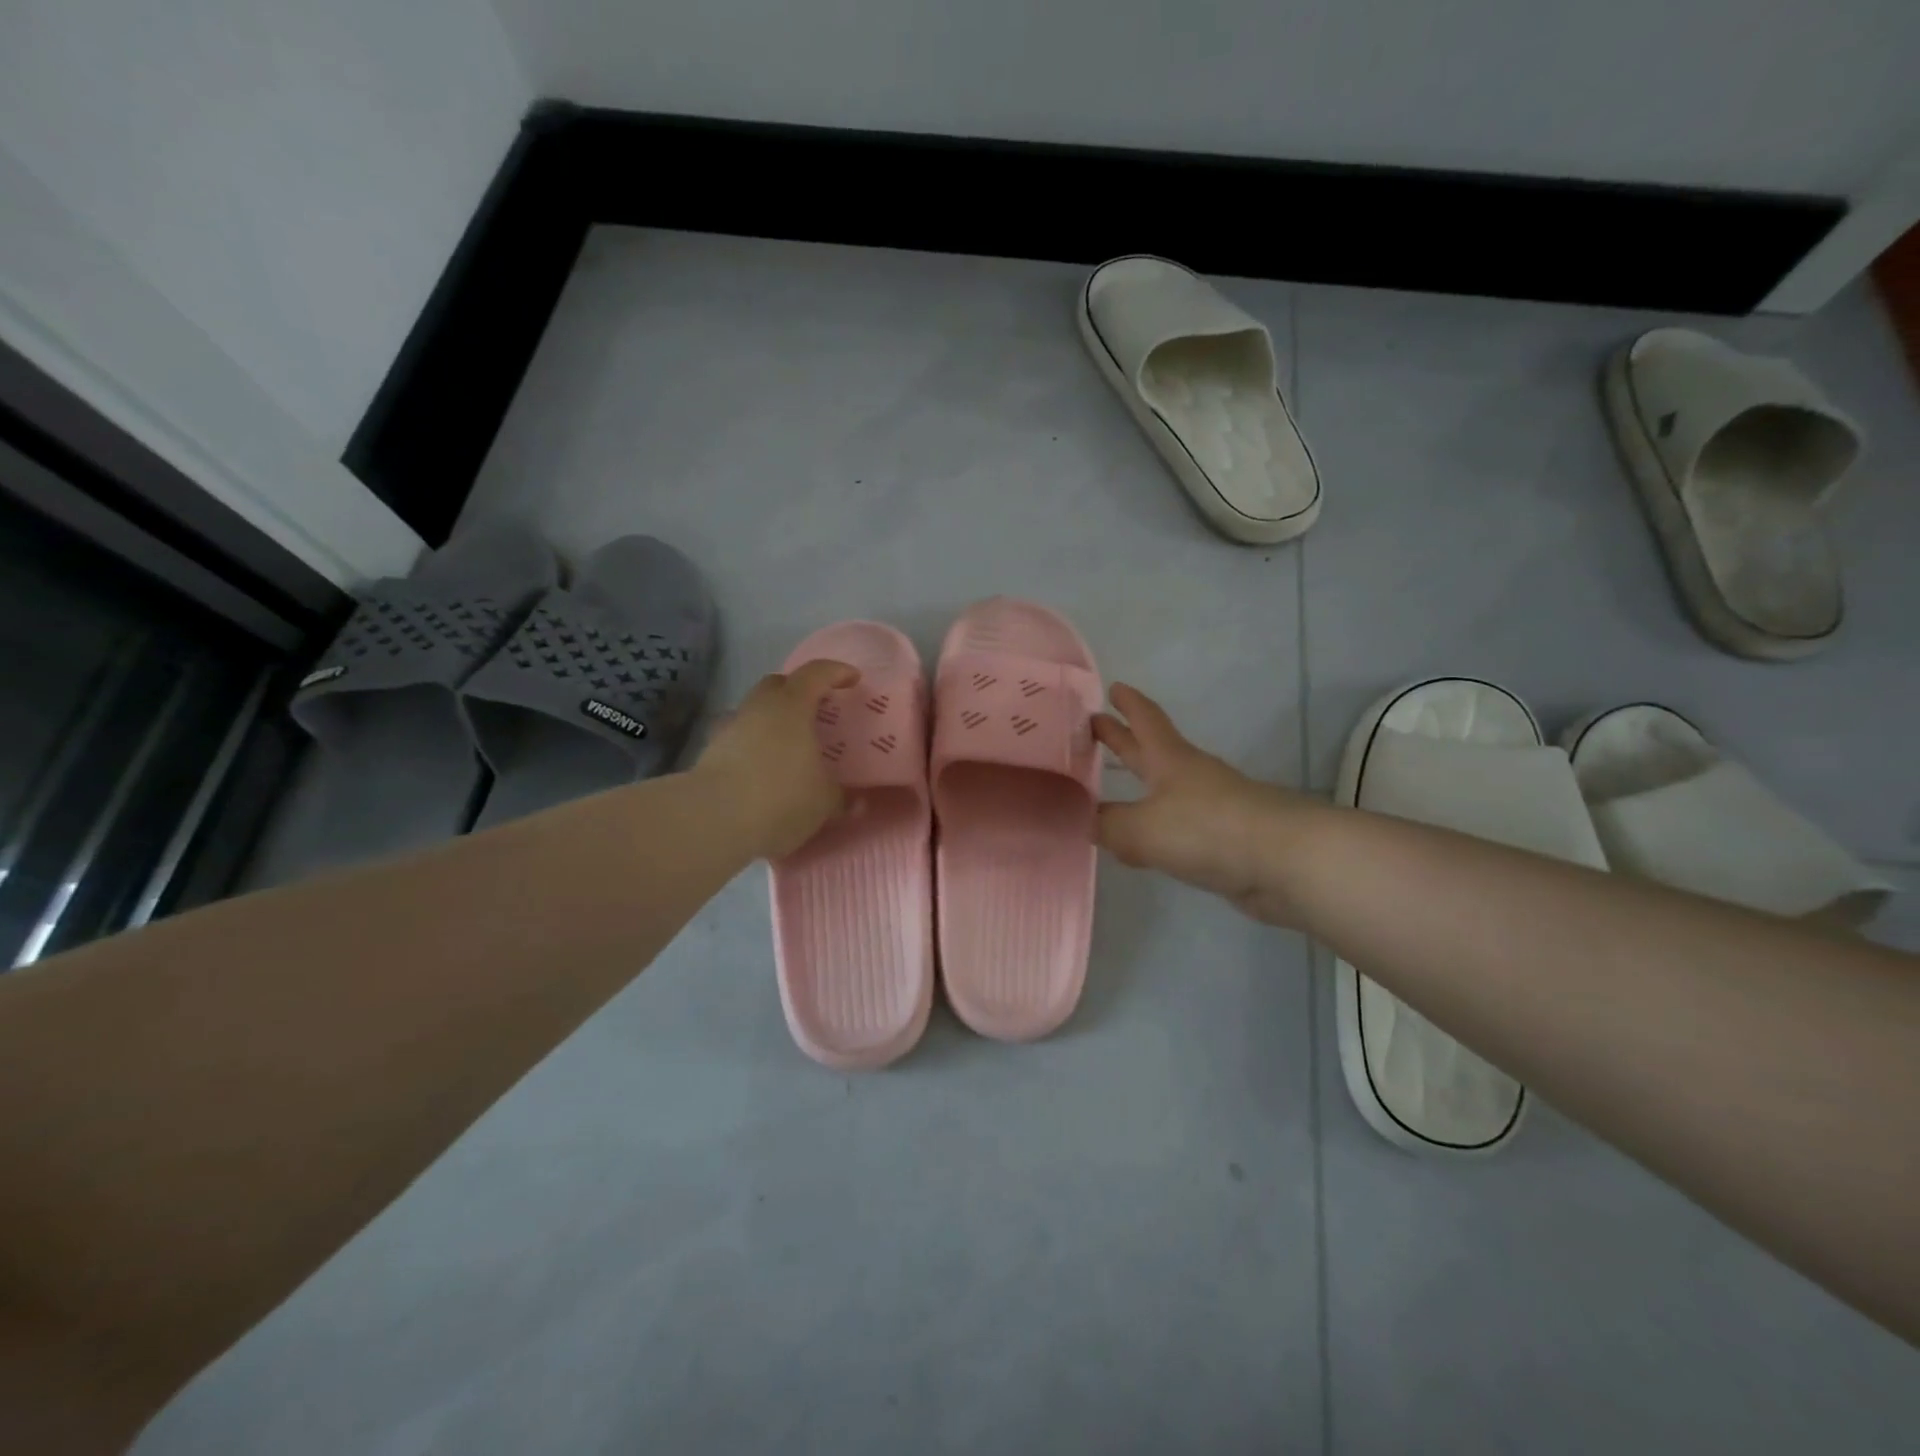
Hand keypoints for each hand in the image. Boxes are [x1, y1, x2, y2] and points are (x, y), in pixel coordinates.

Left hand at [696, 659, 859, 859]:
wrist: (714, 821)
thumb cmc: (781, 798)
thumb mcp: (824, 801)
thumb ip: (841, 797)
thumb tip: (856, 803)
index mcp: (791, 706)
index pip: (815, 674)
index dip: (836, 672)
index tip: (852, 679)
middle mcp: (758, 708)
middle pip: (778, 685)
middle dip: (798, 691)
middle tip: (817, 710)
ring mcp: (729, 729)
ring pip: (755, 712)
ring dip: (772, 720)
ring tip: (790, 744)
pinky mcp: (710, 754)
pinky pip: (739, 739)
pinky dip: (754, 746)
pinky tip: (764, 768)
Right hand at [1093, 684, 1314, 926]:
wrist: (1284, 861)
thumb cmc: (1207, 828)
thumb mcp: (1142, 827)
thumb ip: (1106, 824)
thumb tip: (1081, 819)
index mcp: (1169, 759)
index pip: (1145, 720)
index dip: (1128, 704)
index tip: (1111, 687)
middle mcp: (1188, 777)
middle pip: (1149, 750)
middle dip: (1122, 738)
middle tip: (1095, 725)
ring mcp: (1208, 808)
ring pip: (1160, 791)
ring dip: (1136, 786)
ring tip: (1105, 792)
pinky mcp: (1219, 841)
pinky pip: (1172, 829)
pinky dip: (1149, 830)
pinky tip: (1135, 848)